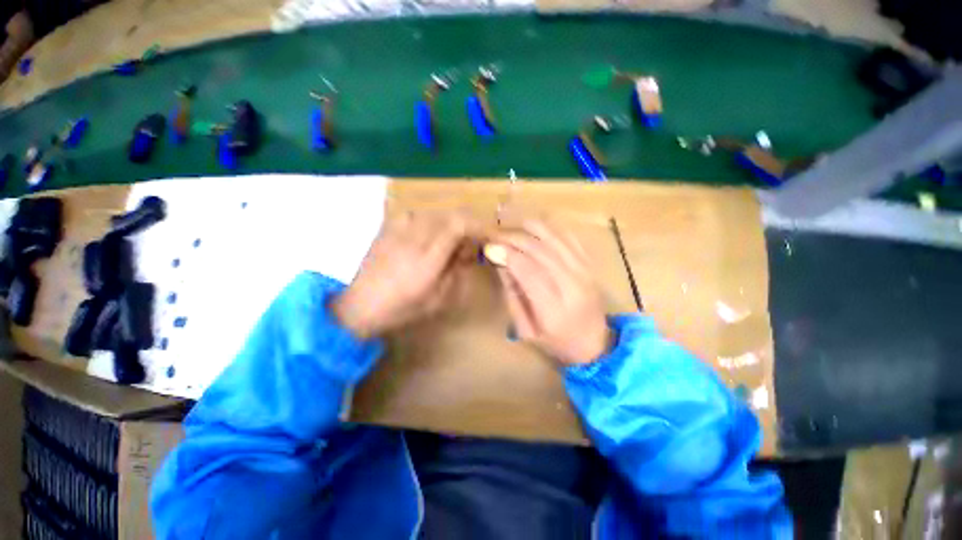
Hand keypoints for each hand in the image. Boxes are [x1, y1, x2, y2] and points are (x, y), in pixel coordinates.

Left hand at [332, 211, 477, 338]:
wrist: (360, 305)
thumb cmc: (402, 308)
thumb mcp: (439, 298)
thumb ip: (458, 270)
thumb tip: (468, 250)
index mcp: (427, 256)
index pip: (459, 225)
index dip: (478, 226)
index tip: (489, 235)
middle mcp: (414, 235)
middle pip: (450, 215)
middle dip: (467, 227)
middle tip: (468, 247)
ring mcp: (398, 227)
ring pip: (436, 213)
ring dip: (450, 225)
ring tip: (448, 245)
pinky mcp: (389, 225)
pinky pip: (419, 214)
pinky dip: (432, 223)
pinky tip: (428, 237)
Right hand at [493, 218, 611, 364]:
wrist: (595, 344)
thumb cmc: (556, 343)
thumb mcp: (526, 330)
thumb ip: (512, 297)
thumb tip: (501, 264)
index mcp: (555, 308)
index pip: (529, 271)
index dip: (507, 254)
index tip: (490, 246)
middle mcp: (573, 285)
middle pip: (540, 250)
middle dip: (514, 238)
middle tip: (495, 234)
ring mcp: (585, 271)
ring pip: (555, 238)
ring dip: (530, 228)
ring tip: (511, 226)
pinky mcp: (590, 264)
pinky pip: (569, 237)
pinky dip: (550, 228)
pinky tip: (535, 226)